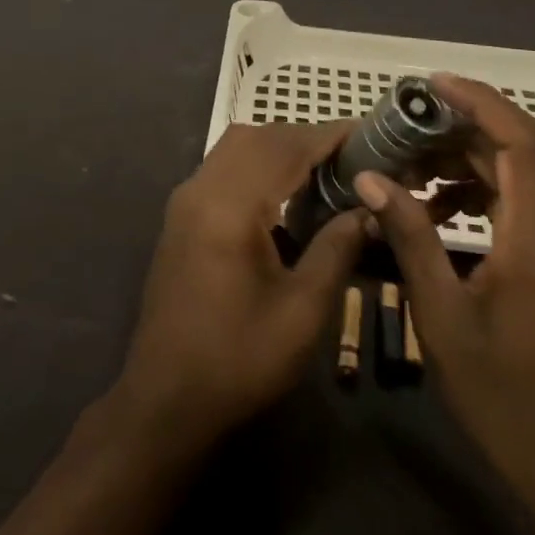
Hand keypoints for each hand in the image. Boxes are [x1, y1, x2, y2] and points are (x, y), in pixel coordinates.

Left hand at [110, 122, 366, 451]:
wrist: (165, 400)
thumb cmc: (238, 359)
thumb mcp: (302, 312)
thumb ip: (336, 250)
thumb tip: (368, 209)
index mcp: (229, 207)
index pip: (284, 148)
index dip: (328, 136)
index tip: (369, 134)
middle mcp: (201, 189)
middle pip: (257, 137)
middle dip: (305, 138)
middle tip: (351, 156)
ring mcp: (185, 200)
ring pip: (236, 147)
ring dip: (279, 148)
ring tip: (324, 170)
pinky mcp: (181, 215)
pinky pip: (223, 167)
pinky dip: (257, 164)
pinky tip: (284, 193)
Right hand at [353, 75, 534, 502]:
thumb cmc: (506, 395)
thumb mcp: (443, 316)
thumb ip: (409, 238)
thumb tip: (370, 178)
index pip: (522, 140)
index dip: (479, 100)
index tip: (430, 86)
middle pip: (515, 150)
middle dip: (455, 131)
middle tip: (397, 132)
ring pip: (515, 174)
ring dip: (462, 161)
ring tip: (406, 170)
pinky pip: (518, 202)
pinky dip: (476, 191)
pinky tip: (436, 211)